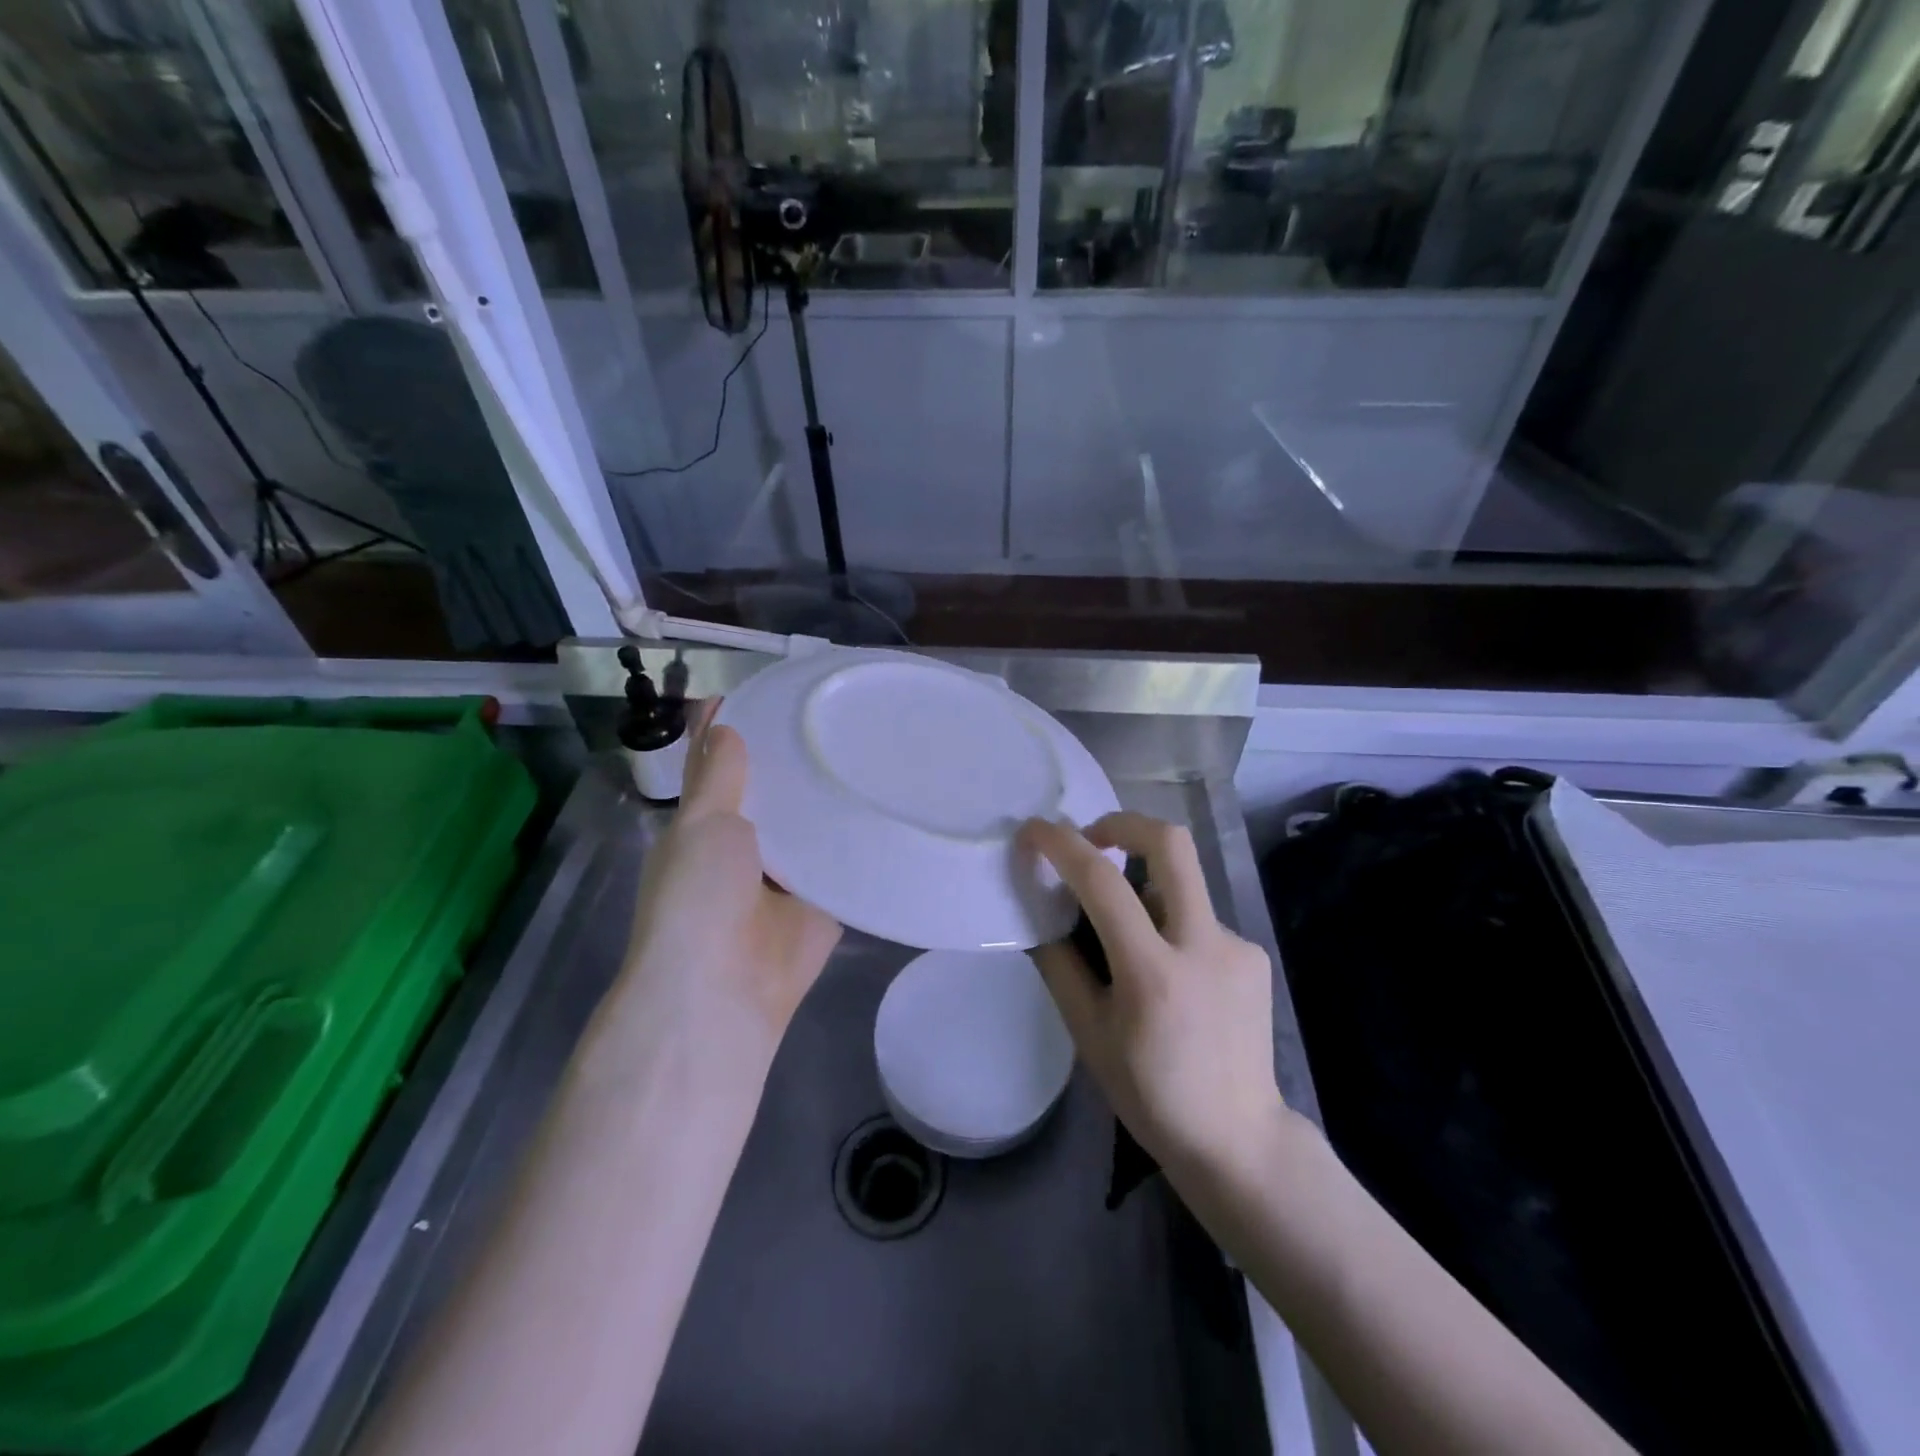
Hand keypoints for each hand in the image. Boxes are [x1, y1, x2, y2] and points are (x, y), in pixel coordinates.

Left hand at [622, 701, 841, 1068]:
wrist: (724, 989)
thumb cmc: (697, 898)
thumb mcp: (701, 825)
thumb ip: (716, 776)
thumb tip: (722, 724)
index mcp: (705, 829)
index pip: (720, 768)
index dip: (735, 732)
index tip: (769, 691)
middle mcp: (745, 849)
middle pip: (773, 795)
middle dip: (795, 761)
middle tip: (837, 712)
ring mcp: (786, 878)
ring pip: (810, 827)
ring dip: (829, 799)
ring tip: (870, 744)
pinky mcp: (823, 903)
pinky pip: (843, 863)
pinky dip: (858, 841)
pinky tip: (888, 802)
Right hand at [1024, 812, 1283, 1173]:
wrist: (1239, 1140)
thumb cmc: (1150, 1094)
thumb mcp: (1088, 1034)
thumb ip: (1060, 964)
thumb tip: (1038, 911)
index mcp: (1154, 974)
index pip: (1102, 883)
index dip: (1062, 845)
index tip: (1034, 831)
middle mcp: (1204, 945)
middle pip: (1171, 843)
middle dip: (1124, 823)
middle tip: (1092, 838)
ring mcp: (1238, 946)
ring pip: (1181, 885)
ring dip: (1143, 889)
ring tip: (1127, 943)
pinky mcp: (1253, 955)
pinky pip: (1198, 918)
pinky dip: (1169, 925)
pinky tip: (1169, 975)